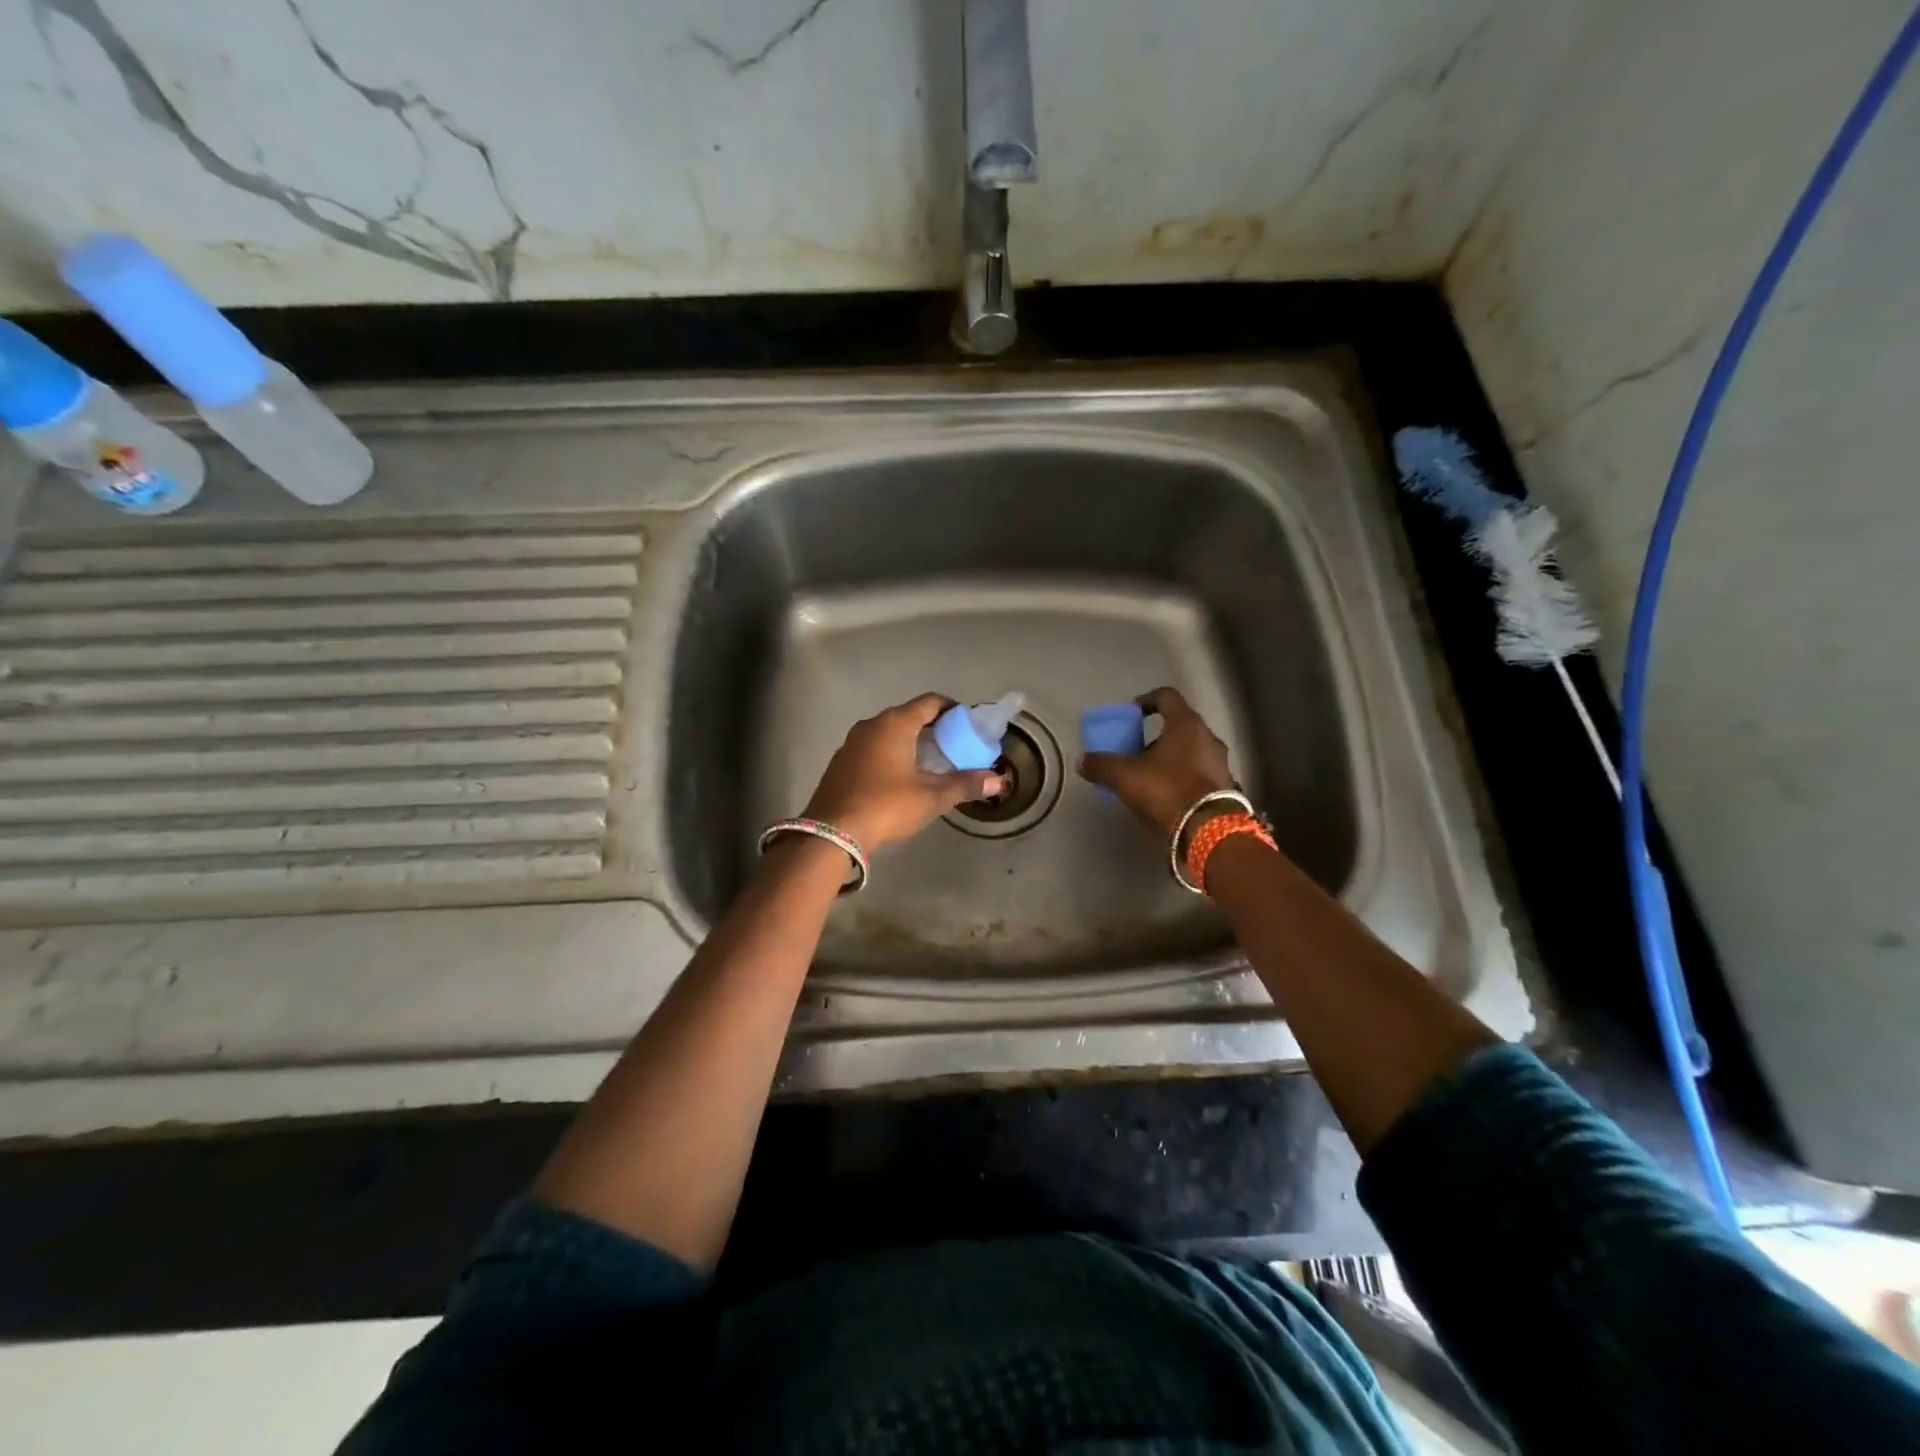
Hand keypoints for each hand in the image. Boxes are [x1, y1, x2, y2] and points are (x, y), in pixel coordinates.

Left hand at [804, 694, 1006, 851]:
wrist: (831, 832)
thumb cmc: (885, 806)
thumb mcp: (931, 797)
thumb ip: (965, 785)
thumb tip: (999, 781)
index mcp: (895, 723)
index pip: (930, 702)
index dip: (952, 710)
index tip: (968, 725)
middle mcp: (871, 725)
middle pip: (909, 716)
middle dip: (934, 728)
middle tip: (955, 747)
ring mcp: (852, 743)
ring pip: (889, 733)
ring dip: (911, 743)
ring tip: (932, 764)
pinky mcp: (841, 763)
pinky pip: (873, 749)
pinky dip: (891, 755)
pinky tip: (901, 779)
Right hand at [1078, 686, 1234, 835]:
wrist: (1209, 830)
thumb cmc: (1166, 790)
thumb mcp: (1124, 777)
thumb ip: (1102, 765)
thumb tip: (1082, 762)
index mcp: (1186, 724)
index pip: (1167, 696)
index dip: (1146, 700)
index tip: (1131, 714)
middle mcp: (1208, 737)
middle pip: (1179, 726)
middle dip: (1155, 737)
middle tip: (1135, 751)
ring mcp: (1220, 763)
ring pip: (1190, 751)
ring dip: (1169, 759)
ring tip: (1148, 777)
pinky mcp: (1225, 787)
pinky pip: (1198, 773)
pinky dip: (1182, 777)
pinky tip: (1166, 796)